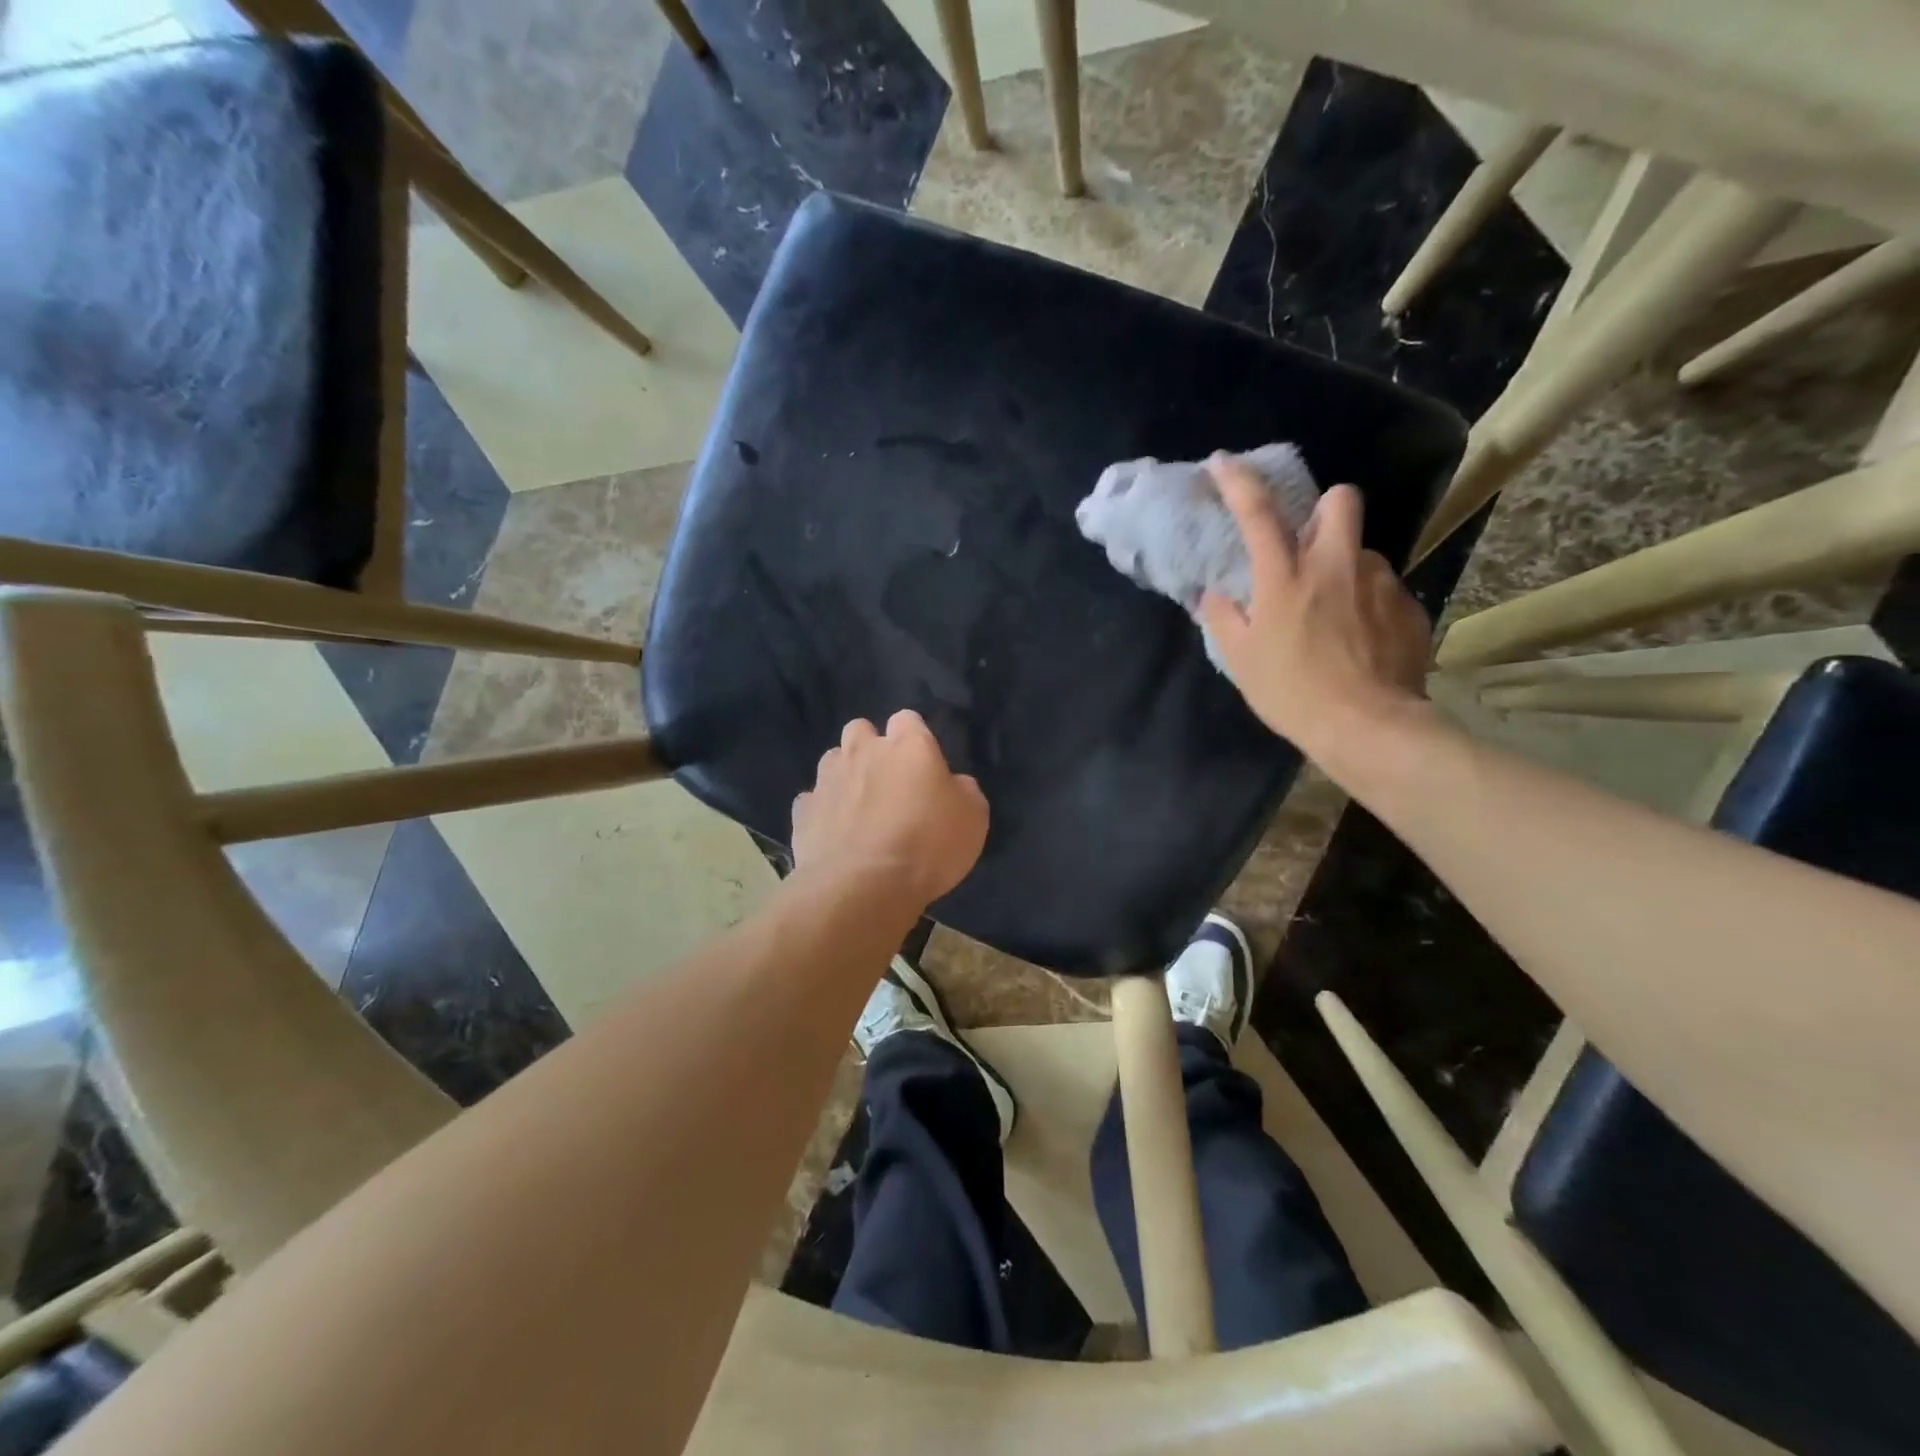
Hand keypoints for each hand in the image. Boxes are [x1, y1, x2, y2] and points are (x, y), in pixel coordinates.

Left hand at [791, 710, 988, 908]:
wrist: (863, 886)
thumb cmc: (927, 846)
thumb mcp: (973, 818)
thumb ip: (962, 791)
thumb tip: (953, 784)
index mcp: (908, 746)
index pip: (908, 719)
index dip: (914, 737)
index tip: (923, 764)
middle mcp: (863, 751)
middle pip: (860, 729)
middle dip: (870, 747)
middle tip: (887, 781)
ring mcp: (828, 779)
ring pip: (832, 760)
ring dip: (845, 775)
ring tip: (858, 807)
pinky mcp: (803, 810)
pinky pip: (813, 800)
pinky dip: (823, 811)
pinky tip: (835, 833)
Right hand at [1199, 456, 1431, 758]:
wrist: (1368, 726)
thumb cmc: (1291, 692)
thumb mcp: (1239, 659)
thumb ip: (1222, 617)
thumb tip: (1215, 593)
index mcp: (1284, 576)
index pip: (1256, 513)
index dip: (1237, 481)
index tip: (1222, 462)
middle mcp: (1335, 564)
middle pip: (1341, 500)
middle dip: (1324, 509)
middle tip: (1310, 545)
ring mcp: (1379, 581)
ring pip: (1362, 551)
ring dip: (1345, 567)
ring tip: (1334, 613)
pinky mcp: (1408, 605)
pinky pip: (1383, 588)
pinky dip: (1366, 603)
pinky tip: (1359, 639)